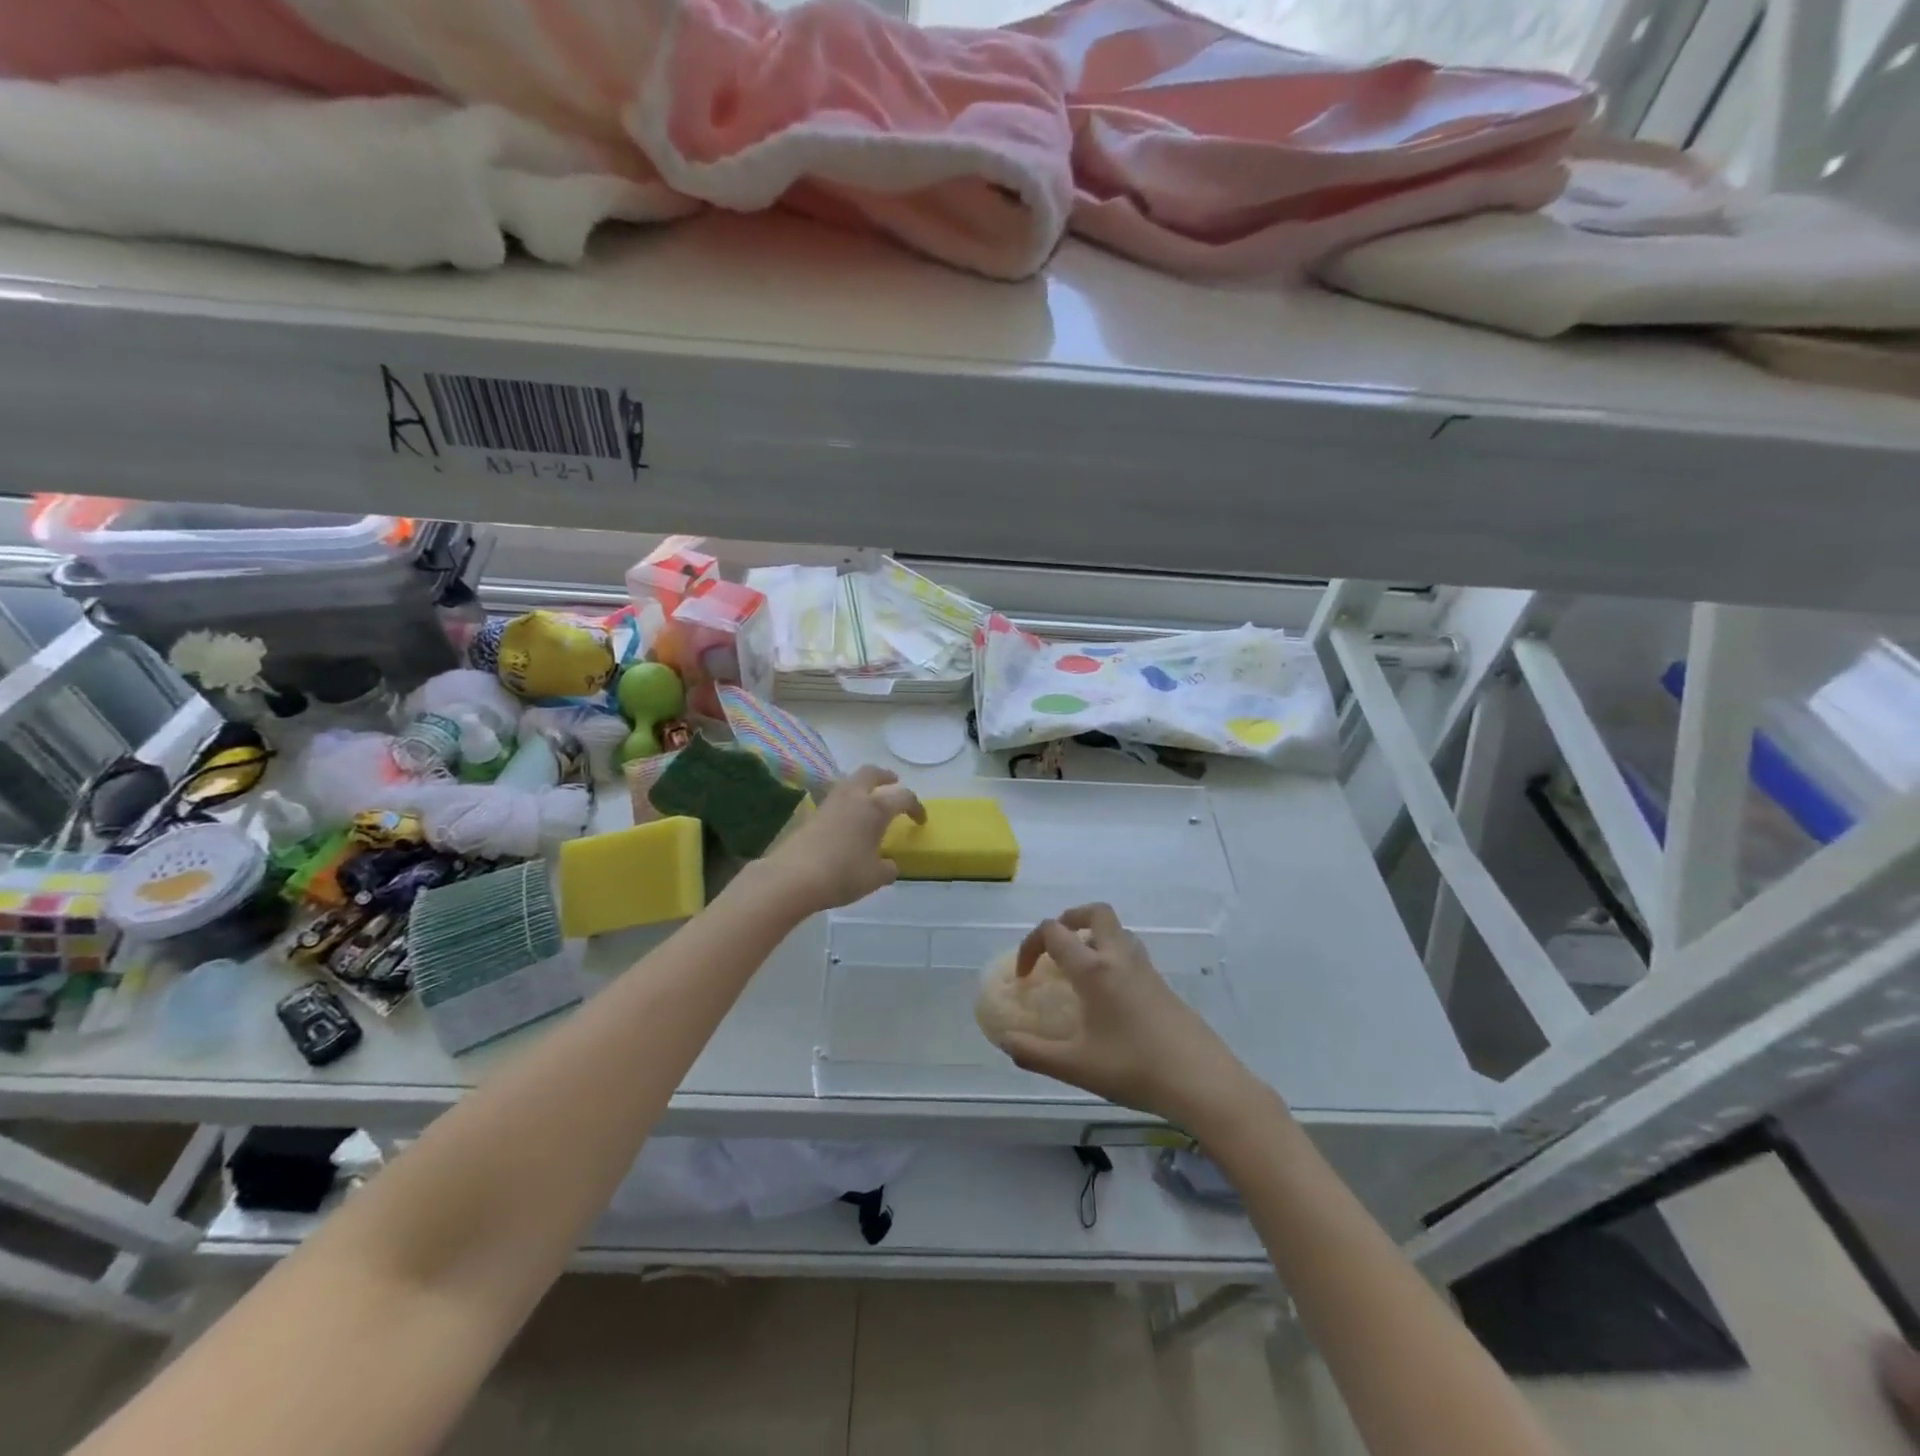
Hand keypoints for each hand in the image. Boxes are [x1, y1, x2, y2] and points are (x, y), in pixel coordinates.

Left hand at [762, 765, 923, 914]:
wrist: (793, 877)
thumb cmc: (842, 874)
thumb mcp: (875, 877)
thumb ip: (888, 868)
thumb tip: (889, 865)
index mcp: (875, 808)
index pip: (903, 797)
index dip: (916, 807)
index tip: (920, 820)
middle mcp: (853, 797)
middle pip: (871, 773)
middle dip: (885, 776)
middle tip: (893, 782)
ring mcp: (830, 803)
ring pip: (850, 782)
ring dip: (863, 785)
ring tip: (869, 799)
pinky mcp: (812, 814)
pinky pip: (836, 798)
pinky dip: (847, 801)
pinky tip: (848, 819)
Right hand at [999, 903, 1262, 1130]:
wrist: (1202, 1080)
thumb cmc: (1134, 1068)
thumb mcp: (1075, 1067)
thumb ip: (1034, 1053)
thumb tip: (1005, 1041)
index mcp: (1094, 969)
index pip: (1054, 932)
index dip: (1030, 946)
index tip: (1025, 977)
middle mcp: (1119, 957)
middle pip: (1095, 913)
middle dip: (1069, 920)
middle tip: (1055, 947)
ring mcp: (1145, 968)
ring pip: (1117, 931)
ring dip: (1093, 936)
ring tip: (1079, 969)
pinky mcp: (1163, 984)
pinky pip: (1131, 952)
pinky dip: (1112, 957)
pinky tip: (1108, 996)